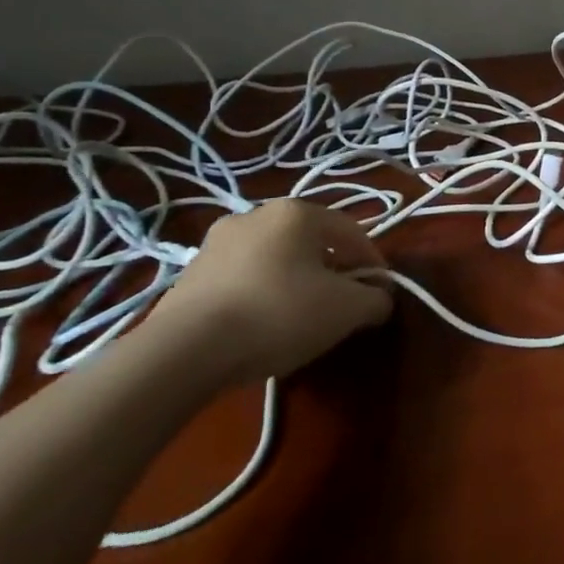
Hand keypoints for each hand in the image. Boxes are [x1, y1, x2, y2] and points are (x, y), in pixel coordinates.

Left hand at [154, 199, 394, 383]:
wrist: (184, 351)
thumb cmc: (279, 314)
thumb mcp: (347, 310)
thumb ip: (375, 299)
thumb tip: (379, 299)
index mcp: (297, 212)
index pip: (353, 232)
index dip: (373, 263)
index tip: (379, 294)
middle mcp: (256, 215)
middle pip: (312, 242)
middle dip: (333, 270)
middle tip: (342, 304)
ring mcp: (216, 242)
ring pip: (276, 258)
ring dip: (296, 281)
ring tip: (302, 318)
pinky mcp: (189, 273)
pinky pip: (244, 277)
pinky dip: (262, 293)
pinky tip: (263, 325)